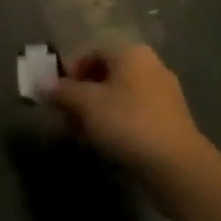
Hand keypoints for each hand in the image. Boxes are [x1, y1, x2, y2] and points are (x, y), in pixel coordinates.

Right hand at [49, 45, 209, 182]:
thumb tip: (43, 86)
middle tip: (67, 118)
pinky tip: (106, 146)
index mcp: (132, 53)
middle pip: (106, 76)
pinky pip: (135, 116)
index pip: (92, 53)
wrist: (177, 166)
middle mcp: (151, 67)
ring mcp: (164, 95)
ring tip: (83, 137)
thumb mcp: (86, 104)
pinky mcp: (171, 122)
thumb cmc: (128, 122)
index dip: (70, 73)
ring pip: (120, 98)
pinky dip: (117, 126)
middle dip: (83, 97)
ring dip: (98, 114)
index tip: (56, 96)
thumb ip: (62, 92)